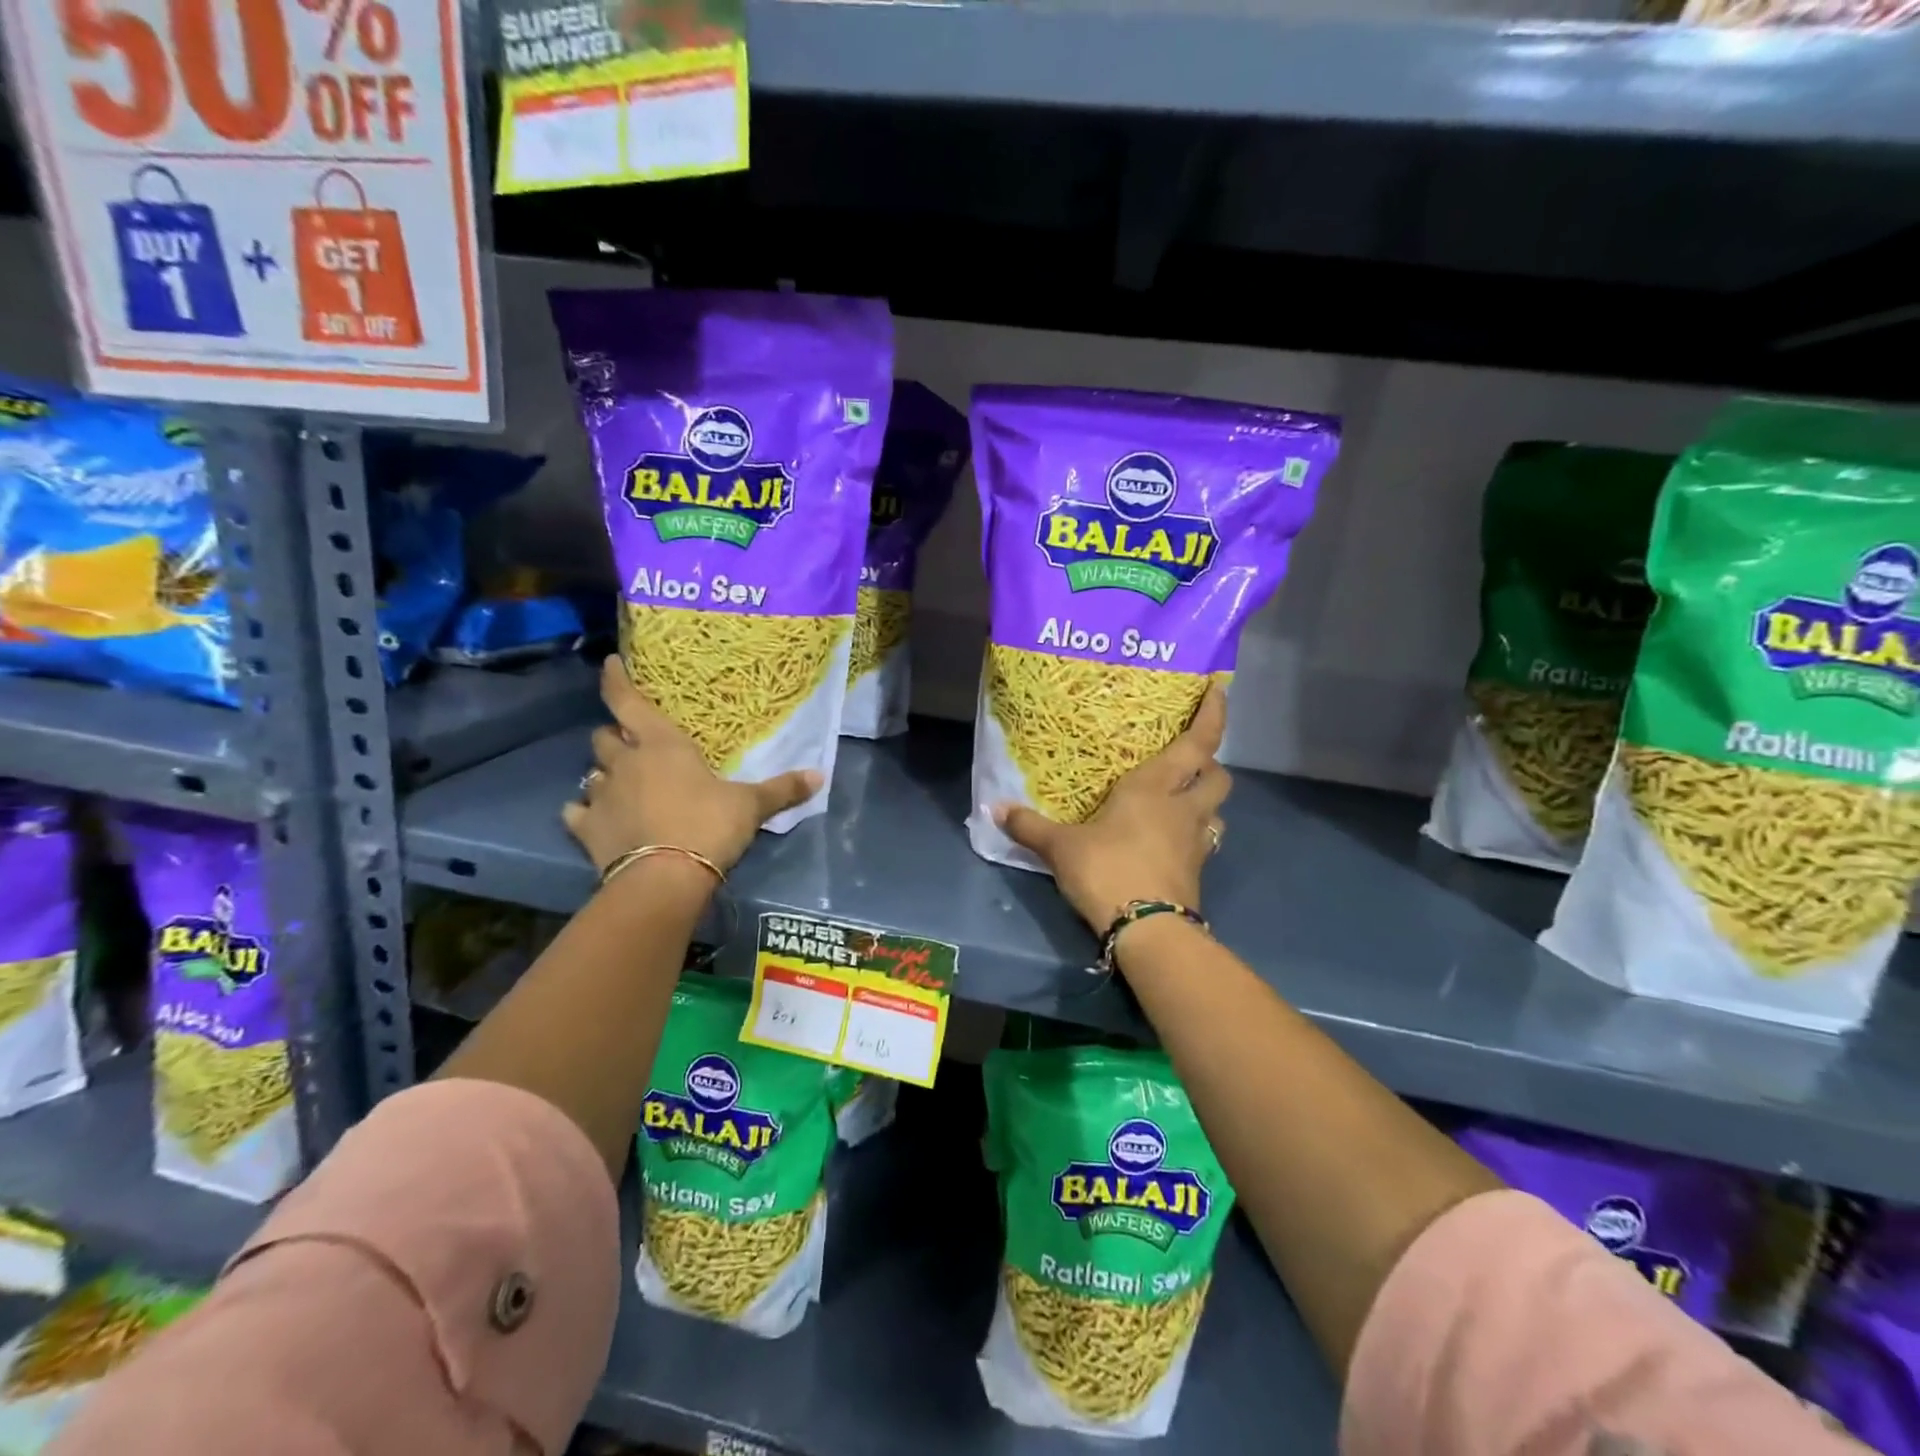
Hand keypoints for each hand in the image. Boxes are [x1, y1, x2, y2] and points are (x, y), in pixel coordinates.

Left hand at [563, 657, 820, 875]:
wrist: (665, 877)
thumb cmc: (708, 825)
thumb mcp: (751, 806)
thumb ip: (782, 789)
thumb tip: (820, 776)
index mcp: (662, 745)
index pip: (628, 701)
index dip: (616, 679)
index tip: (609, 662)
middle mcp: (625, 763)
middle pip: (604, 737)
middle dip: (615, 737)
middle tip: (632, 745)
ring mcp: (601, 796)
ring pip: (591, 772)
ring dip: (604, 774)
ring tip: (618, 784)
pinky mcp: (586, 829)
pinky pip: (575, 812)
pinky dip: (583, 812)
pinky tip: (591, 818)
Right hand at [995, 683, 1230, 933]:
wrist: (1147, 931)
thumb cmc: (1107, 870)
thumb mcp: (1061, 847)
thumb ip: (1030, 826)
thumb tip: (995, 809)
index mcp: (1155, 787)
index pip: (1198, 742)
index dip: (1213, 714)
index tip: (1218, 690)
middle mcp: (1184, 808)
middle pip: (1219, 776)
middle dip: (1211, 763)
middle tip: (1189, 761)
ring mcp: (1196, 842)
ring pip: (1217, 810)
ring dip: (1205, 801)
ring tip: (1180, 802)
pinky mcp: (1196, 872)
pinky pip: (1204, 842)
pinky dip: (1193, 835)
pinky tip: (1170, 841)